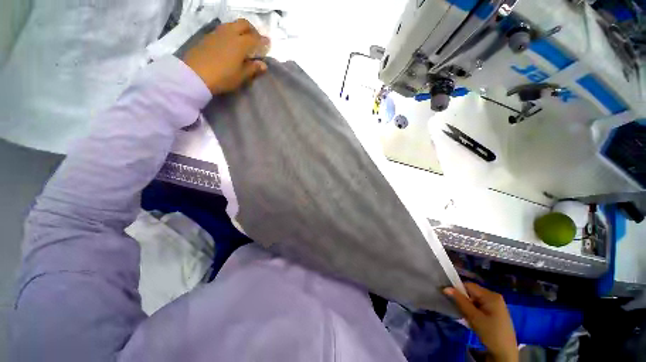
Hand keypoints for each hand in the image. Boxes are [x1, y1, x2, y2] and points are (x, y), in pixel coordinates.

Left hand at [183, 19, 269, 94]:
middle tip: (255, 40)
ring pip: (232, 24)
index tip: (268, 44)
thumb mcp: (241, 76)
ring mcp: (217, 33)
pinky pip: (223, 29)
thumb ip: (252, 68)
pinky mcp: (208, 36)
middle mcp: (230, 33)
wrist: (195, 75)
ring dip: (240, 29)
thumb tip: (263, 65)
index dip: (263, 41)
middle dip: (252, 30)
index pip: (255, 38)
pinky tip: (230, 43)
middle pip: (243, 24)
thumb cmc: (222, 77)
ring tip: (243, 41)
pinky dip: (230, 33)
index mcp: (240, 43)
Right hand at [444, 283, 517, 361]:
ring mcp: (497, 305)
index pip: (469, 285)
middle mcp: (494, 296)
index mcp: (491, 295)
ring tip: (466, 316)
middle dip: (464, 299)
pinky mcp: (496, 312)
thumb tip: (445, 288)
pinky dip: (474, 310)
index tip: (450, 298)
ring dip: (469, 306)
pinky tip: (473, 319)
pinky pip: (481, 305)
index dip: (458, 290)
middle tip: (459, 310)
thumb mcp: (473, 317)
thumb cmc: (490, 333)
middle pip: (472, 292)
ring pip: (476, 300)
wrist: (505, 353)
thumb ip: (460, 301)